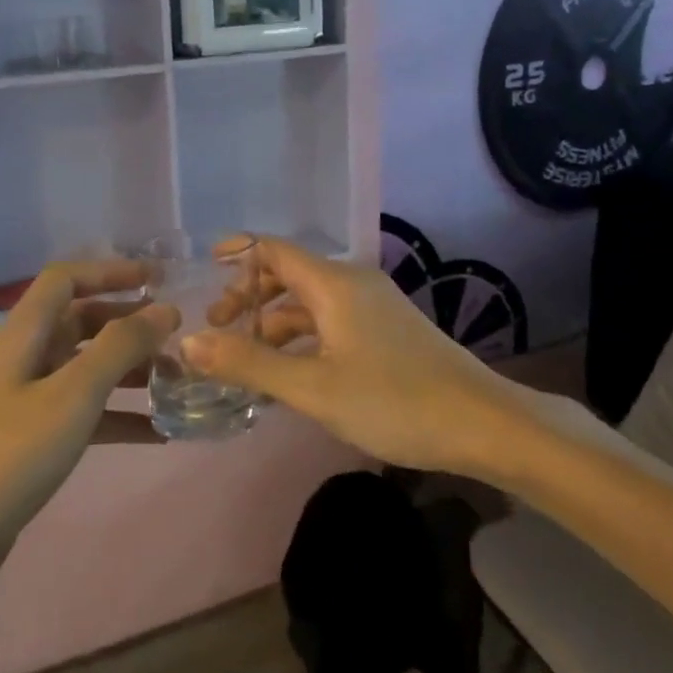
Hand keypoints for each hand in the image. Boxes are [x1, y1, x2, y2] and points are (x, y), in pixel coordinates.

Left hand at [0, 259, 177, 587]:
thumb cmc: (14, 452)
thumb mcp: (75, 392)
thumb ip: (122, 346)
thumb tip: (166, 308)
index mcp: (28, 333)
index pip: (67, 279)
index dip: (109, 271)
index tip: (156, 280)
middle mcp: (30, 356)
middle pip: (84, 321)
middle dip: (130, 323)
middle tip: (176, 335)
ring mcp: (33, 398)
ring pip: (90, 366)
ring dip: (132, 368)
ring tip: (177, 381)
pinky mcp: (39, 436)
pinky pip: (90, 412)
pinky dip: (122, 415)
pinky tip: (160, 433)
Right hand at [185, 237, 514, 475]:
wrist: (483, 423)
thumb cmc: (393, 400)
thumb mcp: (313, 388)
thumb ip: (249, 363)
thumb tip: (189, 341)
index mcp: (333, 283)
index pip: (273, 249)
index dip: (237, 254)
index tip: (203, 272)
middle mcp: (352, 283)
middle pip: (288, 274)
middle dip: (249, 296)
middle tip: (218, 331)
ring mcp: (372, 306)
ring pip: (309, 302)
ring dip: (273, 323)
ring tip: (245, 360)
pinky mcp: (386, 330)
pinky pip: (330, 321)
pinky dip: (301, 337)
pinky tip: (289, 372)